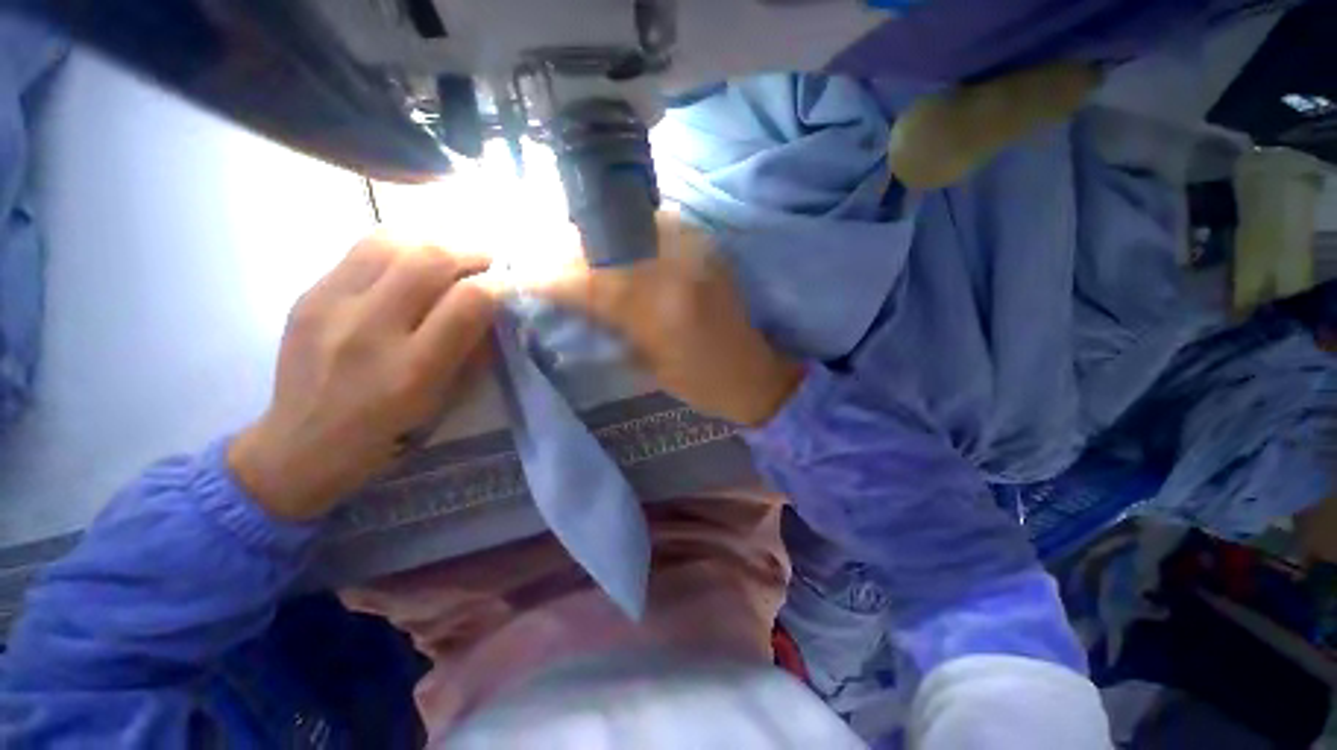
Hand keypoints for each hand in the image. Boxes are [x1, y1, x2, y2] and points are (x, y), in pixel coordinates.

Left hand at [228, 231, 498, 520]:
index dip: (500, 285)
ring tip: (448, 260)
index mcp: (413, 369)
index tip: (512, 285)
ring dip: (433, 244)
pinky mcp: (307, 294)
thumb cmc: (390, 433)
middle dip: (471, 254)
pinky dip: (399, 249)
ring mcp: (330, 306)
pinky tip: (408, 267)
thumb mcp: (447, 401)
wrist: (300, 445)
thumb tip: (495, 308)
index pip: (469, 301)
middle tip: (487, 263)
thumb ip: (475, 351)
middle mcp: (369, 330)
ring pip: (393, 242)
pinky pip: (361, 250)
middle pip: (430, 259)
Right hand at [526, 212, 802, 425]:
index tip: (517, 279)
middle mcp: (677, 265)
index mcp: (660, 308)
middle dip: (565, 251)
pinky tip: (619, 250)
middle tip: (544, 262)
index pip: (587, 280)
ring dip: (596, 238)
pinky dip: (628, 234)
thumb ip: (607, 328)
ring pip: (626, 224)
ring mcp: (696, 247)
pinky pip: (655, 225)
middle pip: (603, 242)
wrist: (757, 372)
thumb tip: (566, 303)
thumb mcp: (646, 366)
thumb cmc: (702, 384)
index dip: (545, 277)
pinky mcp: (707, 244)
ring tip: (578, 255)